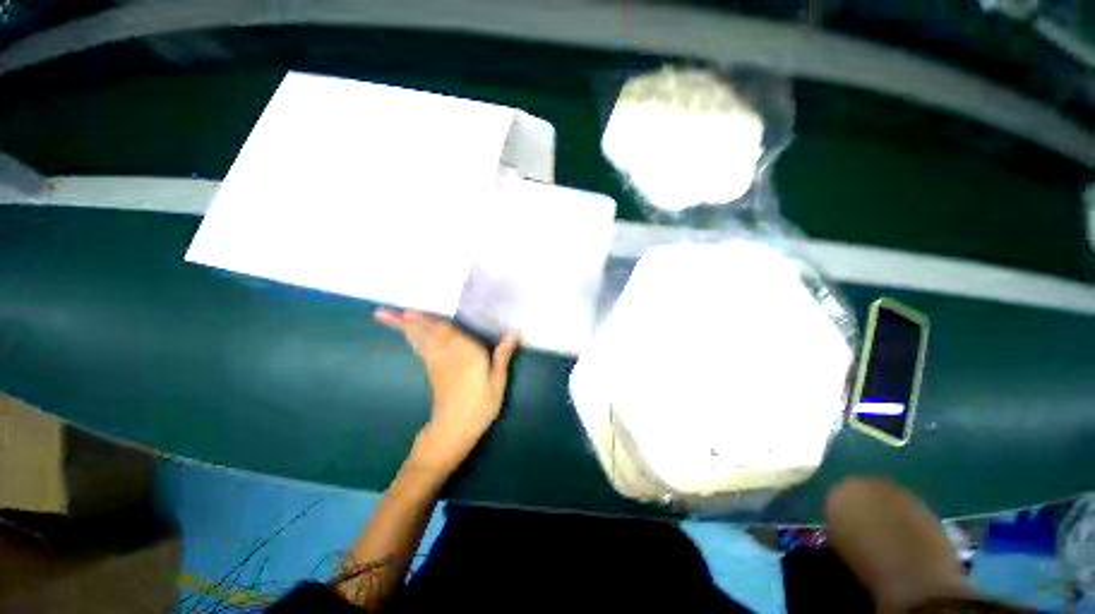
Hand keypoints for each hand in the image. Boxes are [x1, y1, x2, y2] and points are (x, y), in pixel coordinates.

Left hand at [375, 309, 518, 473]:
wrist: (455, 429)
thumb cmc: (480, 406)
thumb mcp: (497, 383)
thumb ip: (502, 357)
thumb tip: (513, 334)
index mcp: (467, 355)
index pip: (448, 332)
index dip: (432, 319)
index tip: (413, 309)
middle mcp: (448, 354)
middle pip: (428, 333)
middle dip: (408, 321)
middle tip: (381, 311)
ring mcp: (436, 363)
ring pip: (420, 340)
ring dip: (404, 328)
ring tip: (384, 316)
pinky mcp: (431, 370)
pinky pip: (421, 349)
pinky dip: (412, 338)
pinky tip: (407, 332)